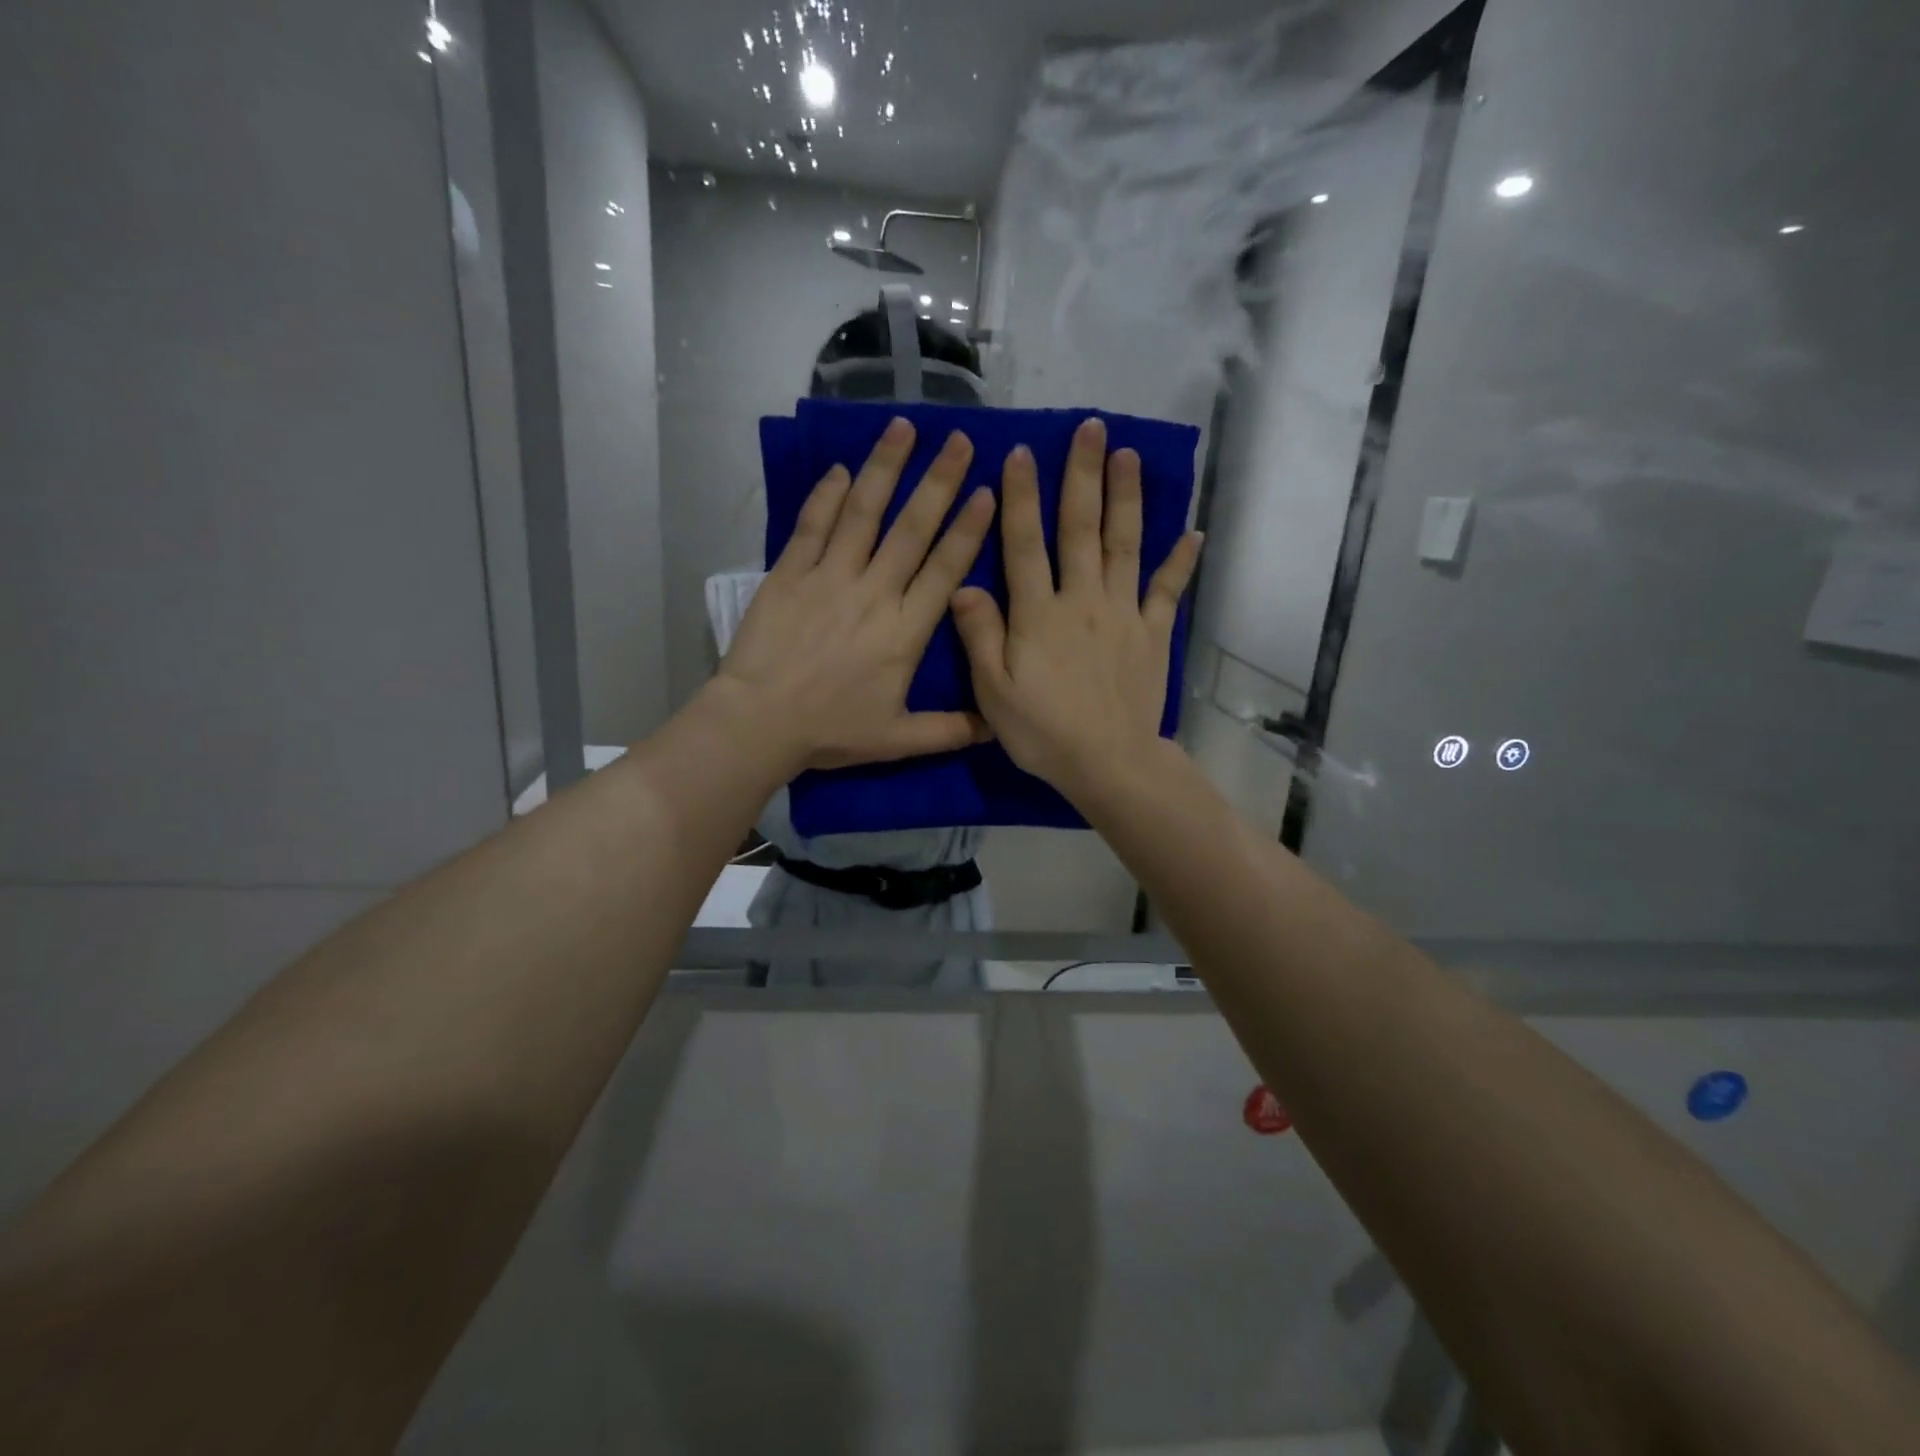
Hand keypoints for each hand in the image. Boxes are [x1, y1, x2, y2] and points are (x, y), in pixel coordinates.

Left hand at [715, 417, 997, 772]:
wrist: (760, 722)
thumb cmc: (831, 730)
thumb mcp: (899, 739)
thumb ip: (951, 730)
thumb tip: (998, 726)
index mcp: (906, 630)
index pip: (945, 569)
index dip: (968, 529)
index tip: (988, 491)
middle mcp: (874, 592)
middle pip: (912, 528)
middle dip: (939, 481)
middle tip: (960, 440)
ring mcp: (829, 577)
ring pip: (863, 513)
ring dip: (885, 468)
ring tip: (904, 427)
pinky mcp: (789, 574)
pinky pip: (812, 526)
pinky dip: (826, 496)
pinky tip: (840, 469)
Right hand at [950, 417, 1201, 800]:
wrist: (1107, 763)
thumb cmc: (1042, 731)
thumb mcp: (993, 691)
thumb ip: (980, 635)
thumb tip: (966, 585)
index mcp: (1038, 613)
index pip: (1025, 544)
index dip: (1022, 497)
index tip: (1023, 453)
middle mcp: (1081, 600)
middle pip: (1081, 529)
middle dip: (1083, 476)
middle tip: (1090, 429)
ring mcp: (1122, 614)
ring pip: (1124, 545)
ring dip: (1126, 498)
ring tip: (1128, 455)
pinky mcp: (1152, 634)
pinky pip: (1166, 591)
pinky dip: (1180, 562)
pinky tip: (1193, 532)